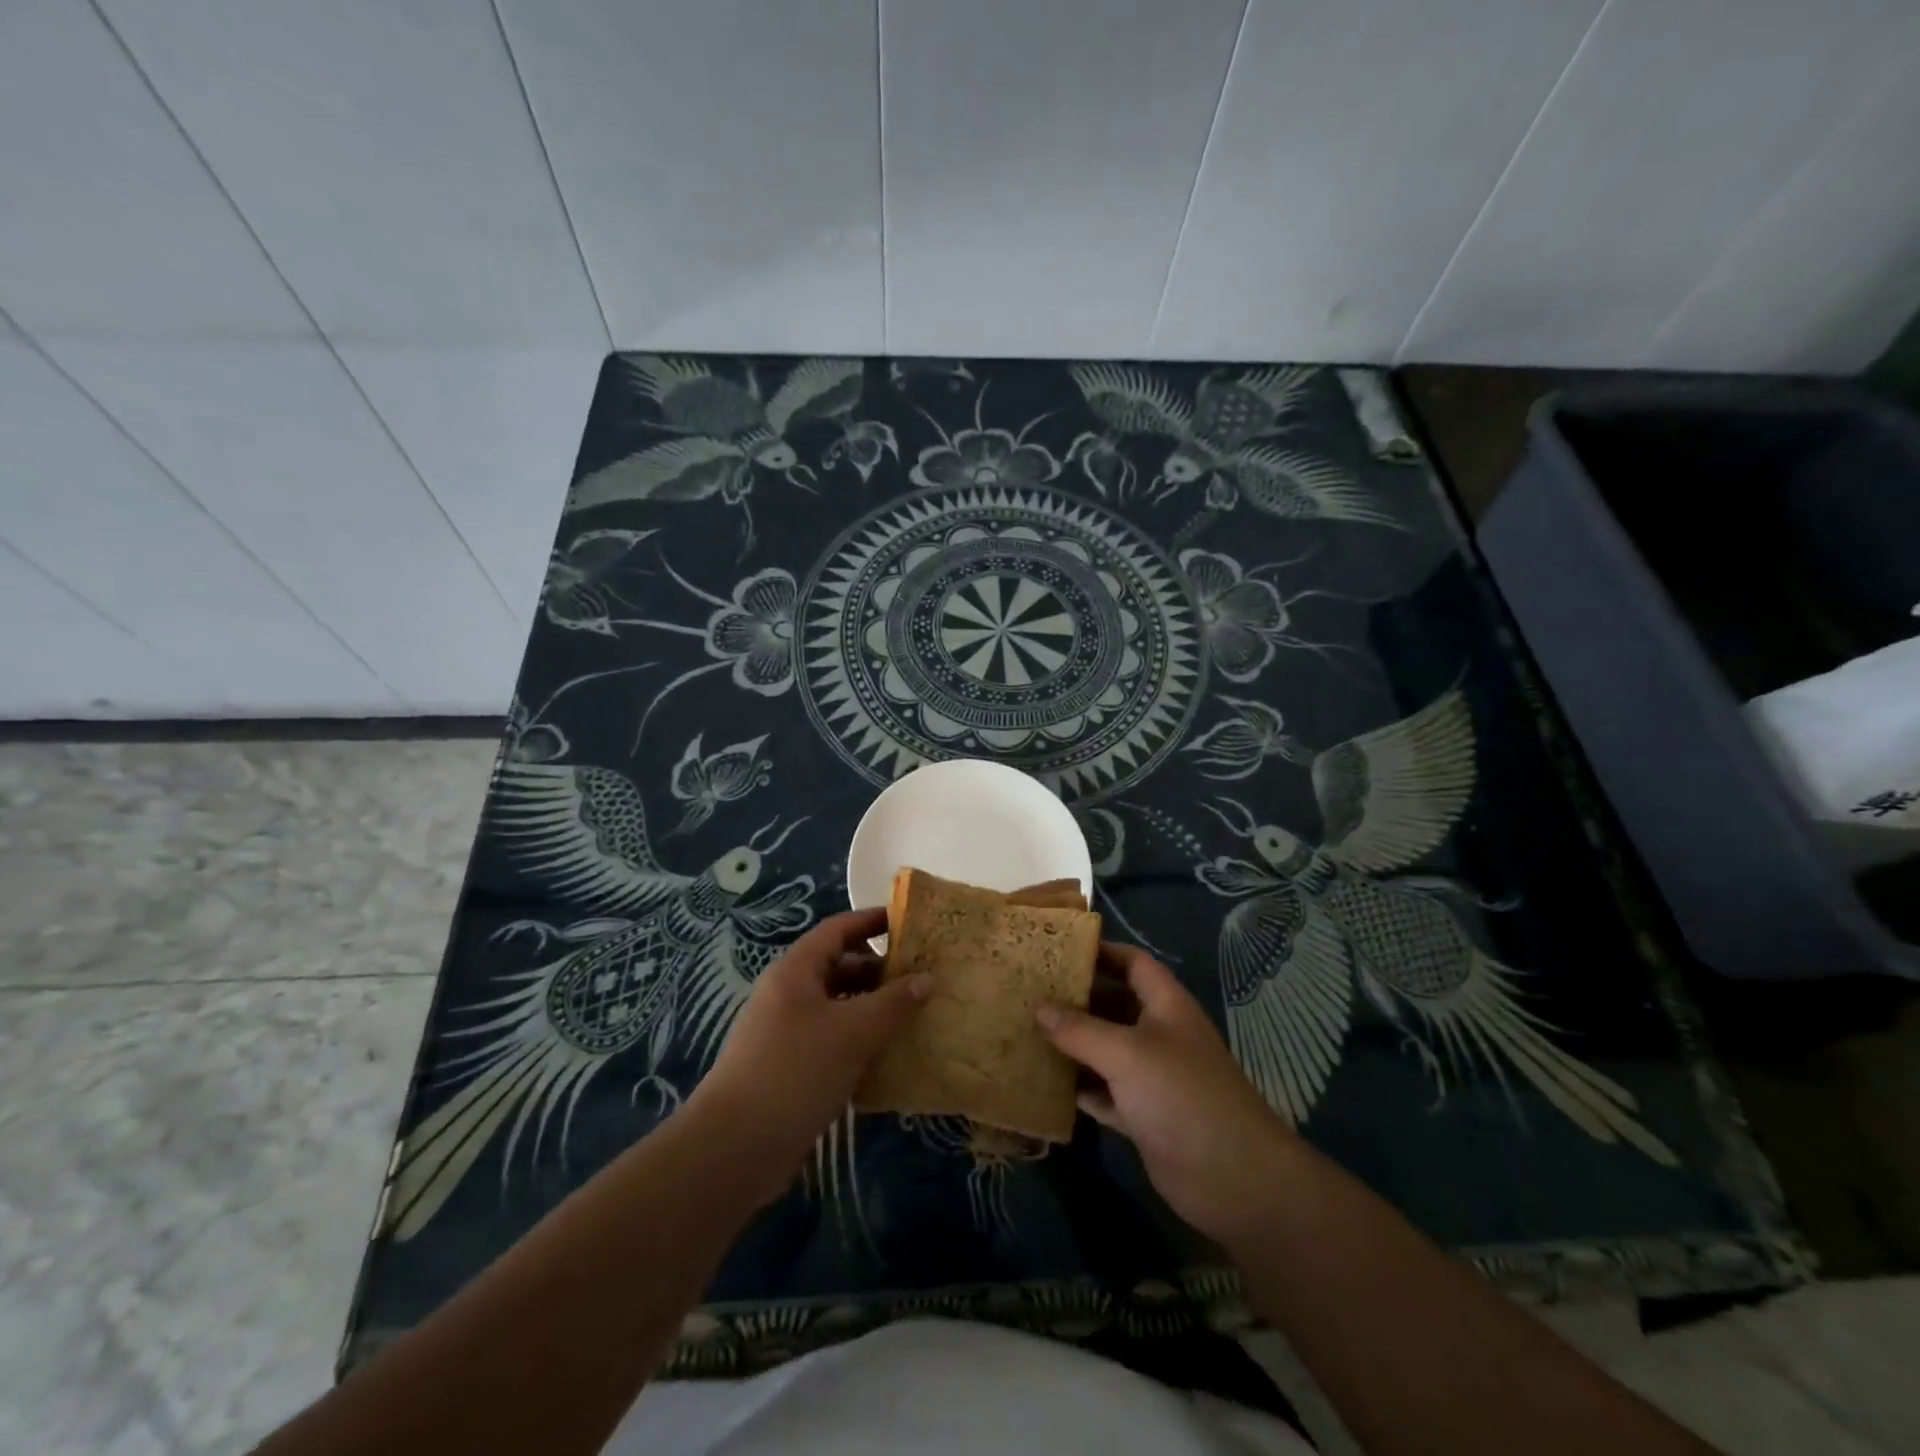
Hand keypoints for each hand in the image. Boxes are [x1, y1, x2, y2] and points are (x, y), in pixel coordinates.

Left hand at [689, 907, 928, 1206]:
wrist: (734, 1149)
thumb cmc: (795, 1072)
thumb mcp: (852, 1033)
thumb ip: (893, 1003)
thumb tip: (926, 978)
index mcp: (796, 972)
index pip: (838, 930)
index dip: (872, 921)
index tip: (909, 923)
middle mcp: (789, 995)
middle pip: (839, 967)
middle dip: (880, 970)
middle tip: (922, 978)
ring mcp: (787, 1033)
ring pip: (838, 1007)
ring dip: (873, 1009)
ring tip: (915, 1017)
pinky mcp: (791, 1068)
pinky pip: (833, 1041)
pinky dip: (860, 1042)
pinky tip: (890, 1057)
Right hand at [1037, 943, 1299, 1245]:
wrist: (1233, 1178)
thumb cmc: (1180, 1094)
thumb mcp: (1125, 1053)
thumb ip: (1079, 1029)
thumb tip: (1038, 1007)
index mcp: (1166, 1005)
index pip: (1133, 963)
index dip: (1101, 952)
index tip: (1058, 950)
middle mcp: (1159, 1034)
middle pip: (1114, 1005)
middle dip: (1076, 999)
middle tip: (1030, 992)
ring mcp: (1152, 1077)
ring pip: (1105, 1050)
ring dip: (1073, 1045)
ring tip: (1027, 1032)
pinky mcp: (1144, 1115)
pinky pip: (1104, 1092)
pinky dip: (1080, 1088)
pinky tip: (1045, 1084)